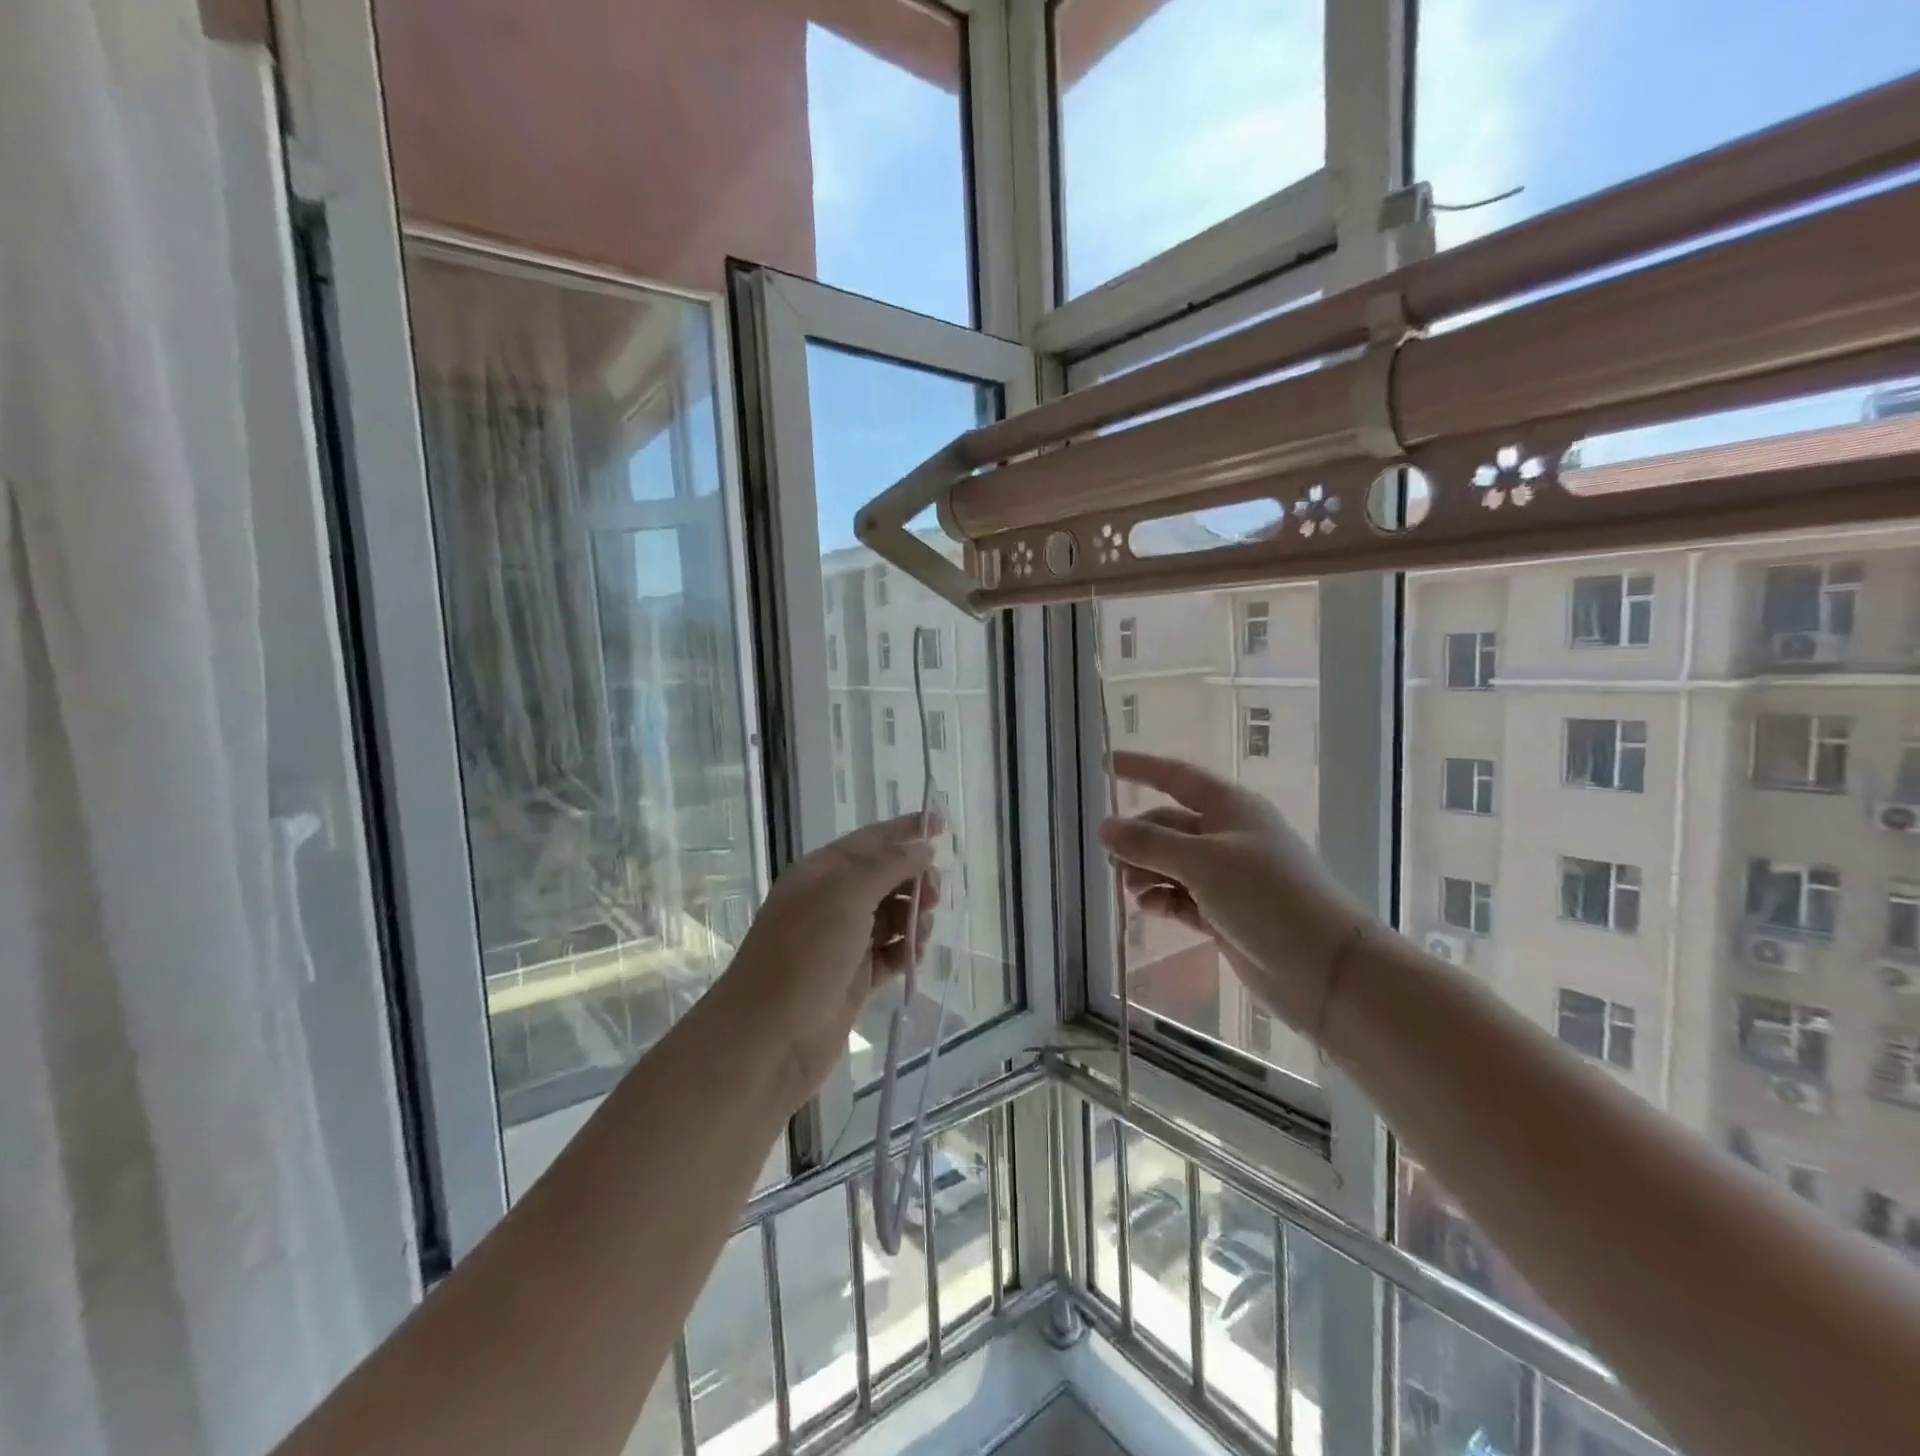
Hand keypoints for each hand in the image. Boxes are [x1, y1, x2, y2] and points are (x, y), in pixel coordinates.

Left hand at [719, 813, 941, 1106]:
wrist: (769, 1038)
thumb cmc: (804, 954)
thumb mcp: (846, 894)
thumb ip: (889, 866)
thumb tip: (923, 848)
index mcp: (821, 873)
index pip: (871, 840)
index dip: (906, 830)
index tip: (943, 824)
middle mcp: (831, 902)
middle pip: (885, 877)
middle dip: (915, 879)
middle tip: (934, 896)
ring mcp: (842, 942)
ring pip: (892, 916)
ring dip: (914, 918)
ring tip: (920, 934)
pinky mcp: (854, 979)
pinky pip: (890, 954)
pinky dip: (906, 952)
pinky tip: (914, 958)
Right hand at [1100, 751, 1370, 1032]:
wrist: (1324, 968)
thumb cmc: (1267, 897)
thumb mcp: (1203, 863)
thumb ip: (1149, 844)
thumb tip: (1104, 826)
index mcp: (1231, 809)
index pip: (1177, 777)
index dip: (1142, 768)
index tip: (1106, 762)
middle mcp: (1228, 837)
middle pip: (1169, 825)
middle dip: (1138, 838)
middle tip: (1112, 860)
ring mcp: (1228, 877)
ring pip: (1172, 863)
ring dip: (1146, 871)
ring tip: (1132, 890)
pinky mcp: (1226, 913)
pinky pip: (1182, 897)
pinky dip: (1162, 899)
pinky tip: (1149, 908)